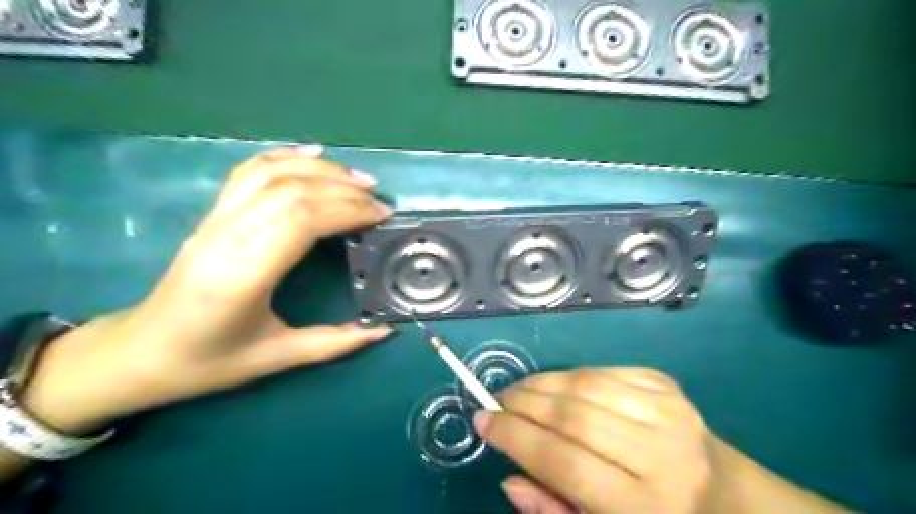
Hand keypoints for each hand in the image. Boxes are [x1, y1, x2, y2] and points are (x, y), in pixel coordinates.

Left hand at [21, 146, 393, 435]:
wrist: (142, 352)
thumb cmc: (209, 361)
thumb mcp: (277, 358)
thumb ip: (335, 343)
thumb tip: (384, 330)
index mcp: (243, 275)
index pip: (301, 220)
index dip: (347, 210)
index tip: (381, 216)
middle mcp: (227, 237)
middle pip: (292, 191)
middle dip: (343, 190)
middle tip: (379, 201)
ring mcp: (215, 220)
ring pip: (271, 173)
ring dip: (321, 170)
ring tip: (358, 178)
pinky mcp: (213, 213)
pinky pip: (249, 171)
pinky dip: (284, 156)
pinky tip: (313, 154)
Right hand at [477, 367, 717, 511]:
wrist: (726, 495)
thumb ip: (554, 511)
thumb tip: (509, 477)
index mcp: (646, 506)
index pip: (564, 462)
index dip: (515, 437)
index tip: (483, 420)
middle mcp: (661, 454)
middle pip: (572, 416)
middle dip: (523, 404)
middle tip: (496, 401)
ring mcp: (667, 411)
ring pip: (584, 385)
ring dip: (541, 384)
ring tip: (518, 392)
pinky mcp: (666, 385)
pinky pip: (602, 372)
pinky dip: (569, 377)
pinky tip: (555, 387)